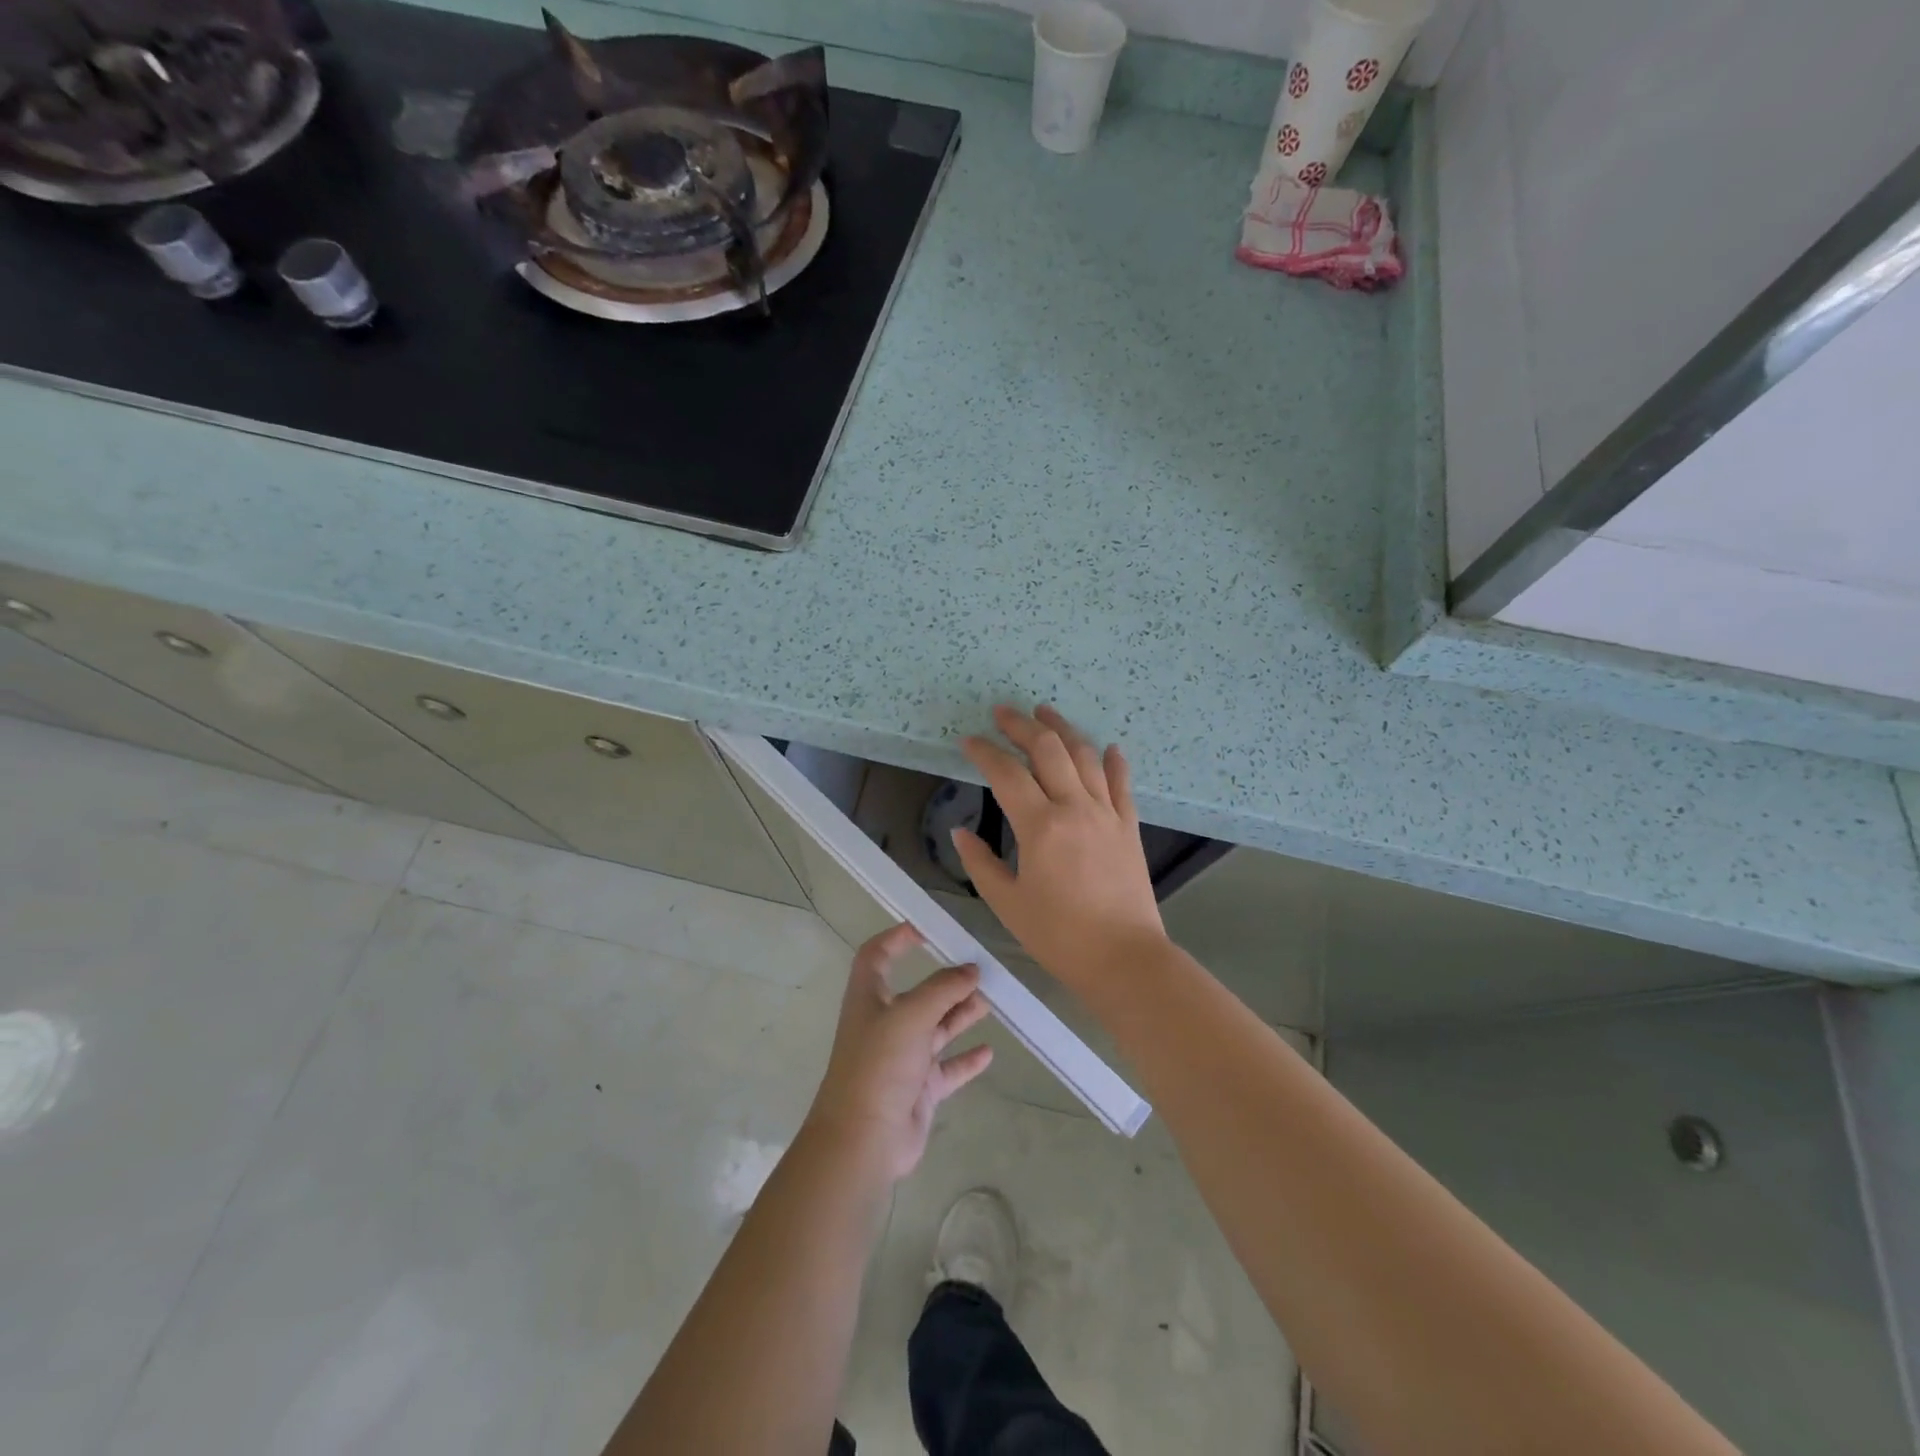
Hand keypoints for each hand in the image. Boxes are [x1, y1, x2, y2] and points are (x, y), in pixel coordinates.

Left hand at [805, 923, 995, 1182]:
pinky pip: (948, 1067)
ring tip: (989, 1001)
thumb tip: (971, 969)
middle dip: (945, 981)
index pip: (877, 956)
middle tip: (979, 970)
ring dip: (960, 1014)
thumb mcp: (911, 1015)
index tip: (928, 929)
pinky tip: (988, 1051)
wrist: (863, 1140)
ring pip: (936, 1028)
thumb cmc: (879, 1065)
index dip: (897, 939)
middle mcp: (885, 1024)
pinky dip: (966, 1059)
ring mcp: (902, 1058)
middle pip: (917, 993)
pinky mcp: (918, 1089)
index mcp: (869, 998)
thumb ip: (943, 989)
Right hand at [954, 704, 1168, 991]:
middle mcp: (1075, 808)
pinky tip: (1108, 747)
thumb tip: (961, 833)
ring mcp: (1107, 814)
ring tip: (1045, 712)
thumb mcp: (1007, 904)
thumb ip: (981, 864)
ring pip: (1085, 756)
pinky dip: (1113, 761)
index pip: (1007, 774)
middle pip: (1048, 750)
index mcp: (1040, 827)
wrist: (1124, 958)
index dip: (985, 752)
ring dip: (1063, 730)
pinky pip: (1122, 784)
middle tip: (1003, 712)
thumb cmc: (1059, 936)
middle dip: (1023, 725)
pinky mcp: (1128, 827)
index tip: (969, 741)